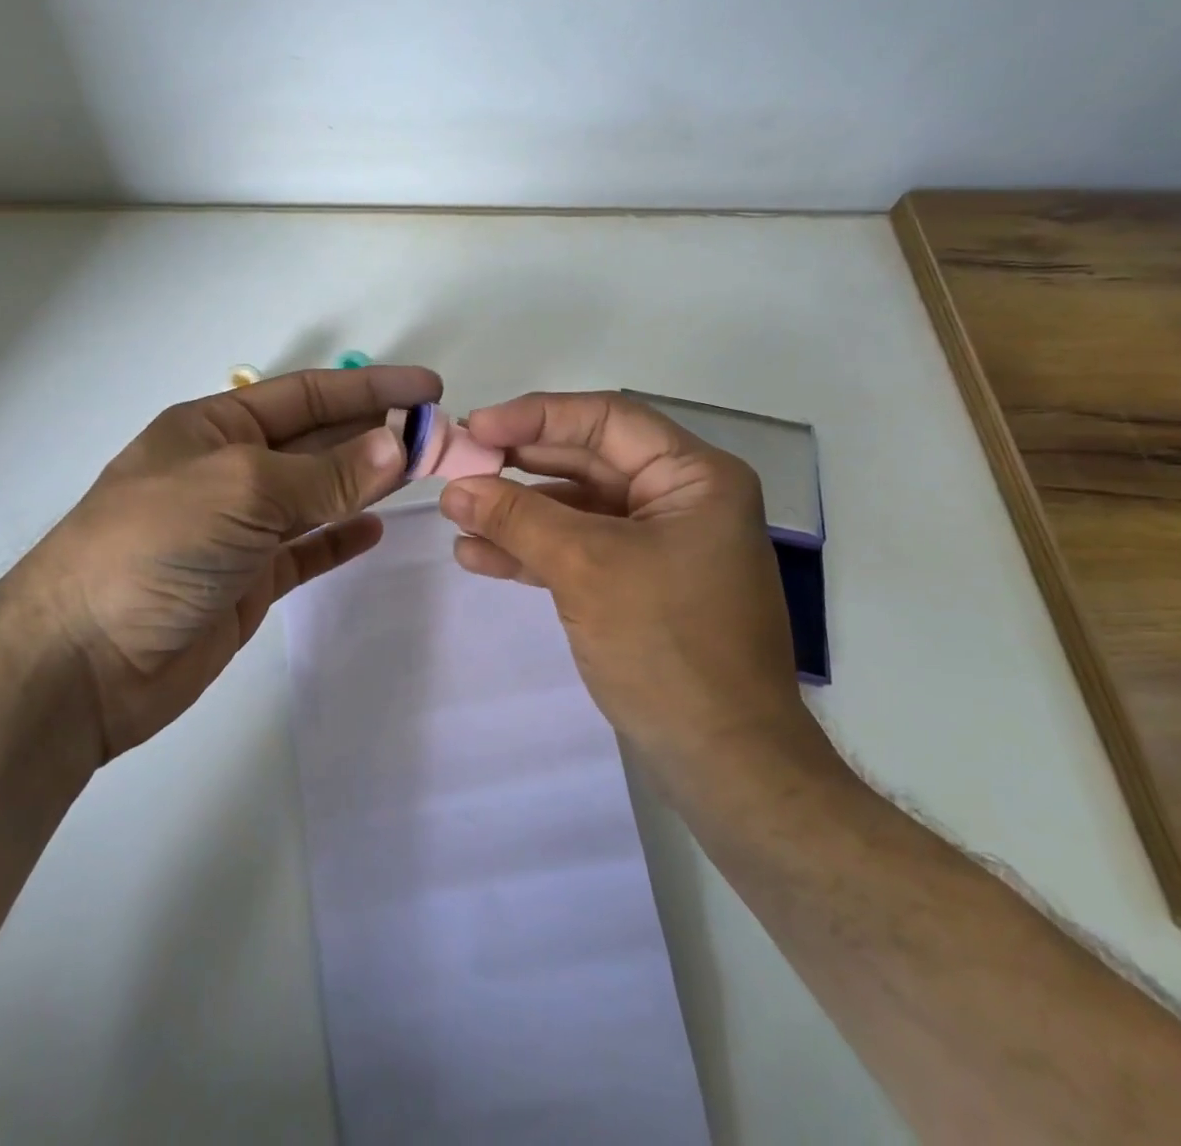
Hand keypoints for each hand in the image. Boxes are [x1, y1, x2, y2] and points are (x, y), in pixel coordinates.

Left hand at [0, 366, 440, 762]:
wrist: (82, 663)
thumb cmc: (154, 547)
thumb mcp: (241, 491)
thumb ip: (325, 474)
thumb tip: (397, 449)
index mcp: (215, 428)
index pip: (307, 395)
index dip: (370, 388)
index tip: (429, 389)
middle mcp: (228, 471)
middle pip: (317, 443)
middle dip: (377, 435)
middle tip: (442, 437)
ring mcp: (238, 529)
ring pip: (317, 495)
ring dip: (367, 482)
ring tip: (423, 473)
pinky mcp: (246, 581)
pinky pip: (304, 549)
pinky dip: (339, 538)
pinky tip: (375, 529)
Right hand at [438, 390, 840, 794]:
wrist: (724, 763)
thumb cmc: (668, 646)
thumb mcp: (587, 568)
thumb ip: (518, 519)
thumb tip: (455, 487)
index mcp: (694, 477)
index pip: (607, 420)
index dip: (537, 416)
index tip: (476, 427)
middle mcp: (680, 500)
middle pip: (588, 462)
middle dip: (520, 465)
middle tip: (459, 463)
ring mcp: (659, 546)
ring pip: (577, 509)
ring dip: (518, 512)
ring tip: (456, 514)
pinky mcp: (639, 586)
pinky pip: (579, 551)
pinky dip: (533, 552)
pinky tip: (479, 556)